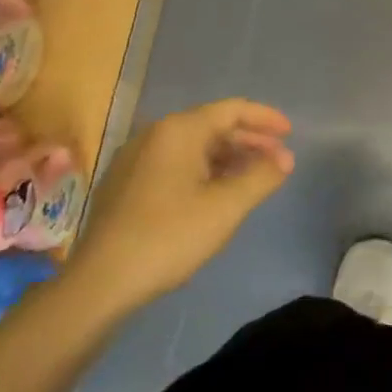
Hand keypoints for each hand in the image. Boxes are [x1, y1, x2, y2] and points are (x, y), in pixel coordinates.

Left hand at [67, 100, 293, 312]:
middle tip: (278, 159)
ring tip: (253, 177)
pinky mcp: (126, 183)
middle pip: (212, 126)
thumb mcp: (226, 207)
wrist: (101, 281)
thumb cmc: (169, 236)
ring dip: (228, 157)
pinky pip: (175, 163)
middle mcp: (155, 134)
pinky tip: (217, 193)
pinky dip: (204, 170)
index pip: (231, 110)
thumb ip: (261, 177)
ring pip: (193, 146)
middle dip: (249, 140)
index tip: (290, 133)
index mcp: (179, 131)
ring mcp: (136, 158)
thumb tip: (285, 158)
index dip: (265, 118)